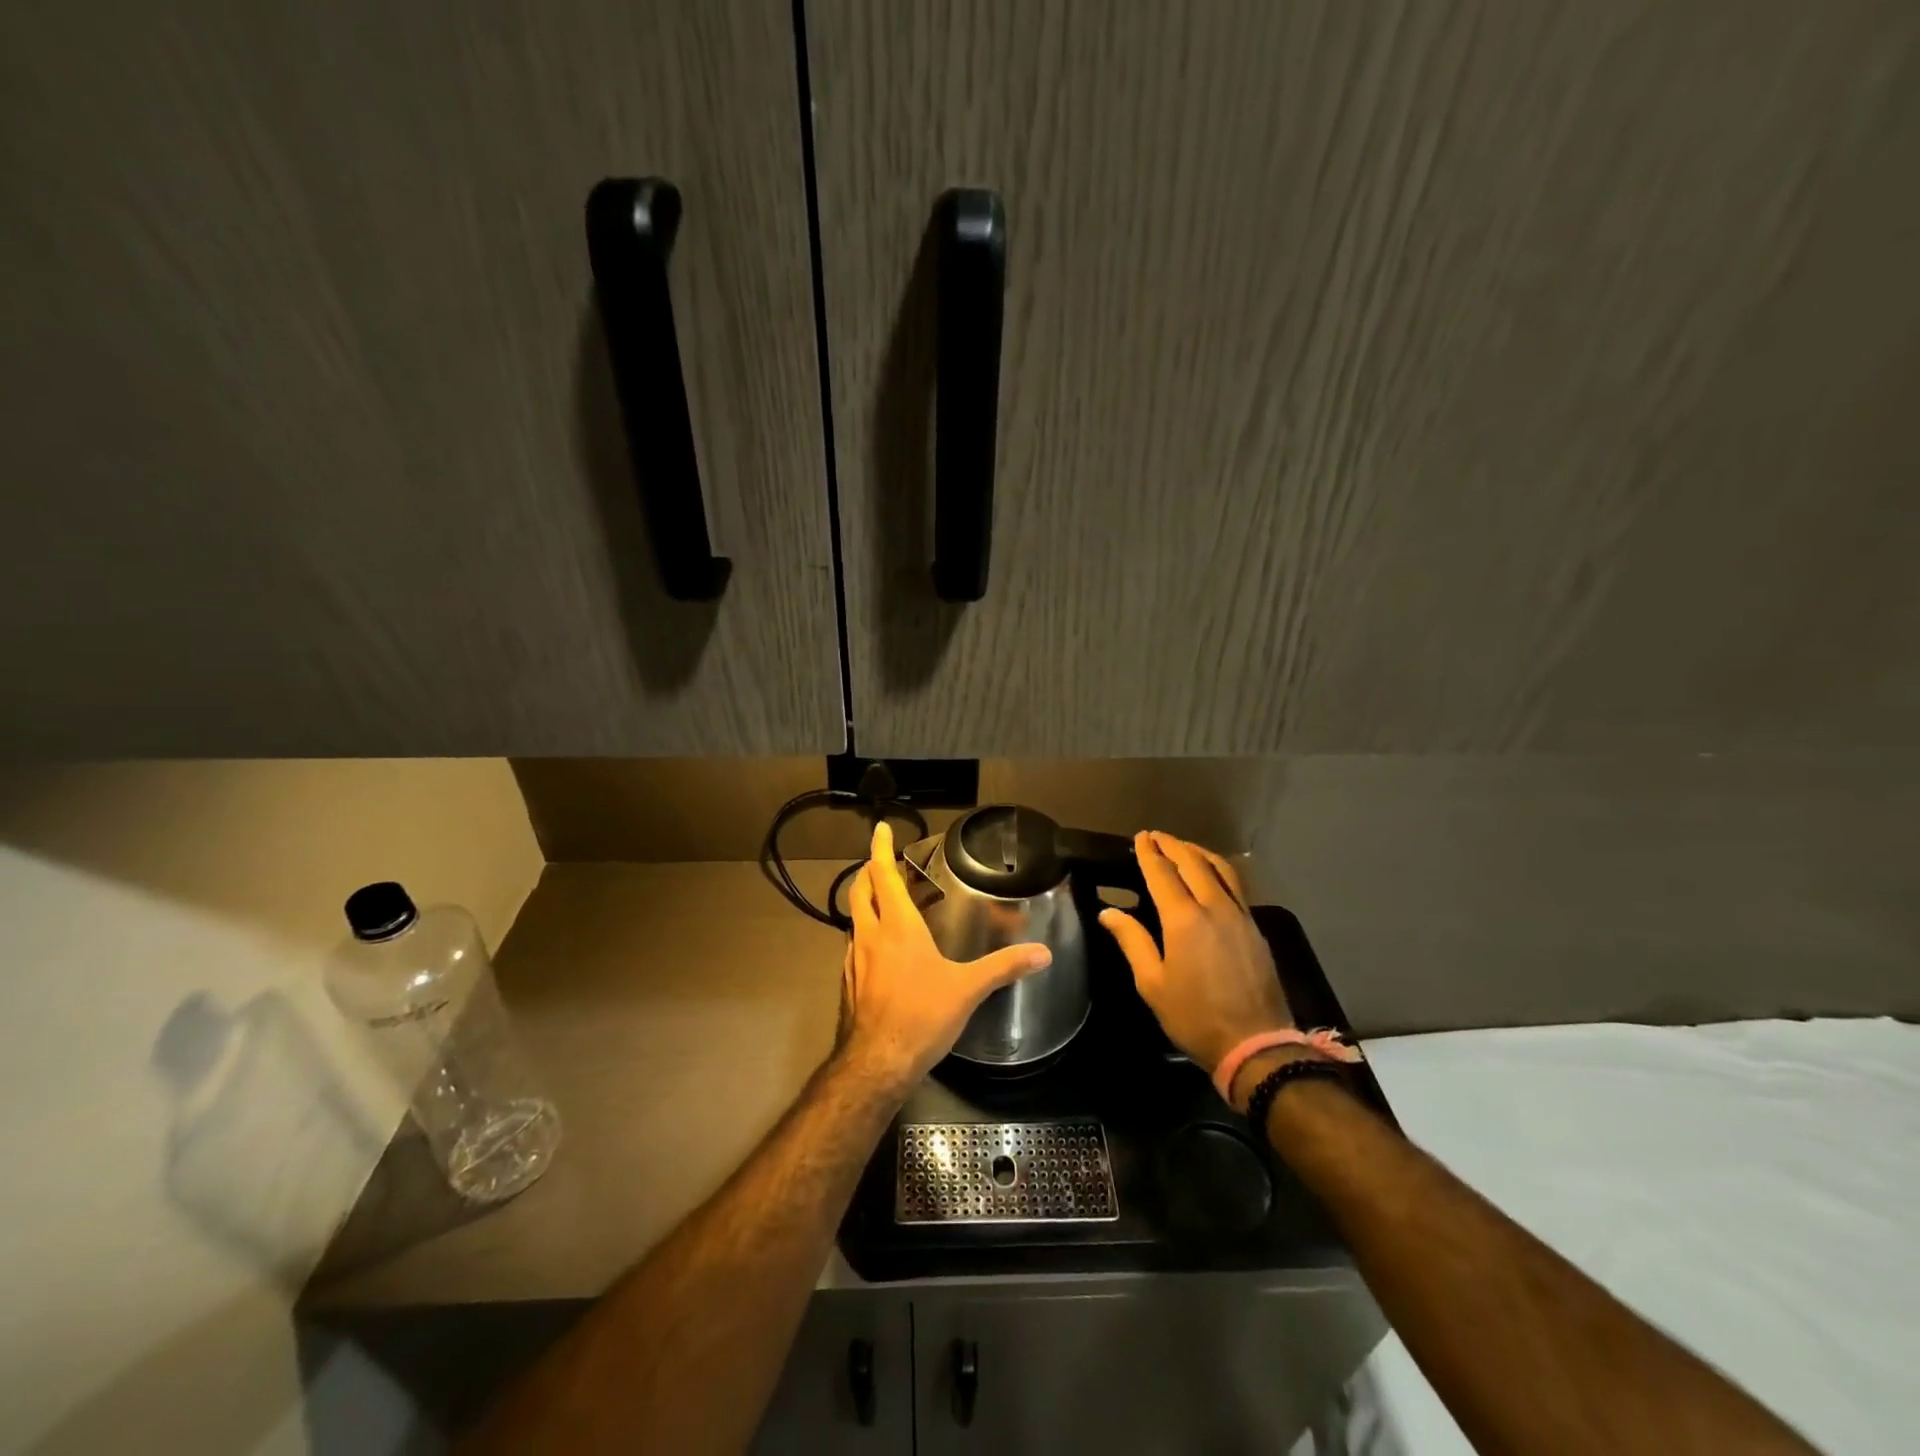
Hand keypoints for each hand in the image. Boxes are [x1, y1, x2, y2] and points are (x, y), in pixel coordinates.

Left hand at [836, 820, 1052, 1095]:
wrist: (876, 1064)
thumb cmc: (921, 1016)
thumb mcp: (968, 989)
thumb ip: (1004, 967)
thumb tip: (1043, 952)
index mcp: (896, 926)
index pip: (882, 875)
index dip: (880, 848)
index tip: (880, 828)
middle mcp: (870, 935)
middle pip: (861, 891)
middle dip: (869, 871)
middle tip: (883, 863)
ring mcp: (854, 959)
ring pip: (855, 919)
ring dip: (867, 903)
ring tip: (886, 903)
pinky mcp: (849, 983)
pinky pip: (855, 946)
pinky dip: (866, 934)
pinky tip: (882, 951)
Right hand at [1099, 831, 1293, 1074]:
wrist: (1255, 1044)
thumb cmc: (1194, 1016)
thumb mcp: (1152, 983)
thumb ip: (1132, 941)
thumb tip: (1108, 913)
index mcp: (1184, 919)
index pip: (1162, 873)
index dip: (1149, 853)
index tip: (1140, 837)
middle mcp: (1214, 907)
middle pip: (1193, 863)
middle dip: (1172, 845)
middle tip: (1156, 836)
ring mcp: (1240, 915)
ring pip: (1220, 869)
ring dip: (1198, 852)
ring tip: (1183, 847)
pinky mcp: (1255, 928)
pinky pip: (1235, 885)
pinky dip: (1218, 869)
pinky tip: (1211, 875)